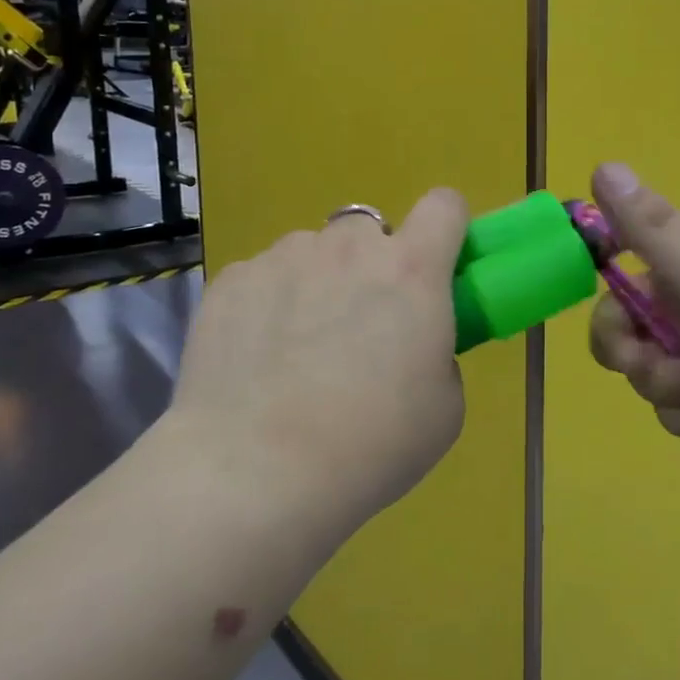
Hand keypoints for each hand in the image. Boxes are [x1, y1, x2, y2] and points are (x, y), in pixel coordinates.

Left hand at [164, 189, 470, 538]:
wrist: (255, 474)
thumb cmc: (370, 445)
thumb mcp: (444, 408)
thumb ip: (437, 353)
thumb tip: (412, 342)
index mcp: (412, 269)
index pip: (445, 205)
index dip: (447, 228)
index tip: (438, 266)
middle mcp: (349, 246)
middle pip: (371, 229)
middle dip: (372, 264)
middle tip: (361, 323)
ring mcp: (284, 258)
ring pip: (313, 252)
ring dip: (318, 282)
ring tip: (297, 349)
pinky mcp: (232, 280)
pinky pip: (264, 276)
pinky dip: (268, 303)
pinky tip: (255, 359)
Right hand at [587, 163, 679, 467]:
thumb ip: (651, 226)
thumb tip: (601, 165)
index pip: (616, 280)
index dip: (610, 310)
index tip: (626, 328)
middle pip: (623, 337)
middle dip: (639, 361)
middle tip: (668, 368)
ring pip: (648, 377)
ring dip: (674, 391)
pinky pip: (676, 409)